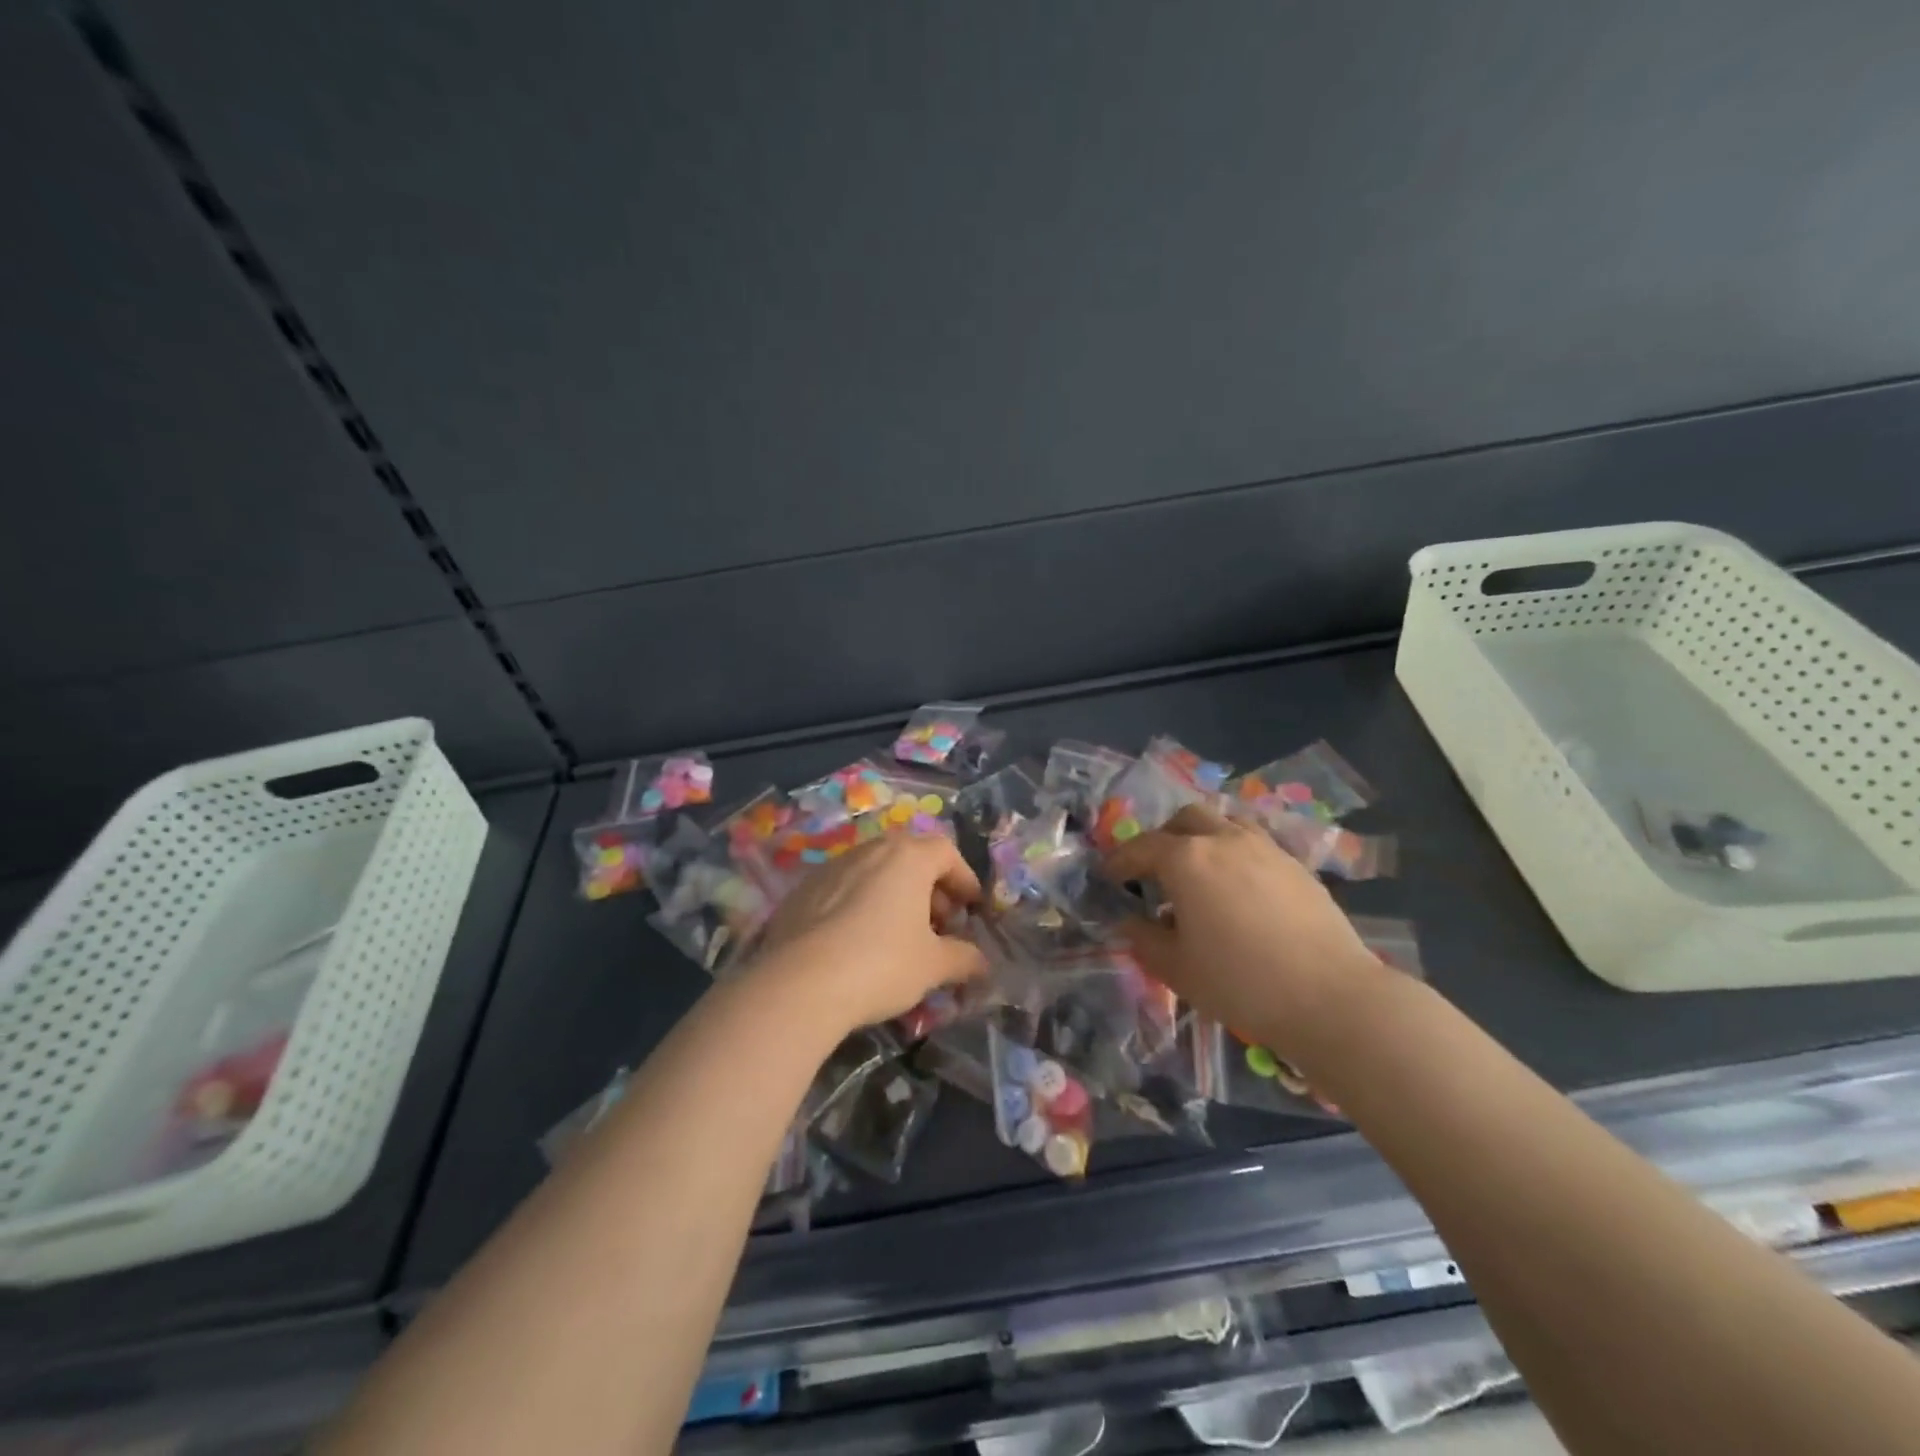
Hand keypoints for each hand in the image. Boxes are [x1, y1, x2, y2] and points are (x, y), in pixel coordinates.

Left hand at [748, 833, 988, 1031]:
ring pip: (876, 871)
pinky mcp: (803, 890)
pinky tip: (859, 942)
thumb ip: (964, 958)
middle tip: (939, 925)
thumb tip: (982, 962)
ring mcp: (832, 867)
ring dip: (895, 895)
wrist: (799, 984)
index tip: (971, 908)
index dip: (964, 878)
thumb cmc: (881, 964)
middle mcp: (870, 850)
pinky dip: (861, 904)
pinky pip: (844, 888)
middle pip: (910, 857)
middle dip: (931, 888)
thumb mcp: (933, 966)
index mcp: (908, 857)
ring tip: (900, 935)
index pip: (947, 852)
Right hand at [1103, 805, 1383, 1058]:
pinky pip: (1254, 843)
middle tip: (1155, 870)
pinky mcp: (1296, 865)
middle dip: (1163, 838)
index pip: (1141, 848)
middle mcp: (1224, 839)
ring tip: (1199, 873)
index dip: (1119, 861)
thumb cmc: (1240, 982)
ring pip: (1224, 823)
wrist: (1330, 997)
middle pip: (1185, 819)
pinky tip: (1238, 889)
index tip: (1107, 876)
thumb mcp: (1176, 968)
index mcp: (1186, 859)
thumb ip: (1143, 938)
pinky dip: (1234, 854)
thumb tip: (1129, 922)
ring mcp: (1265, 848)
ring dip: (1202, 838)